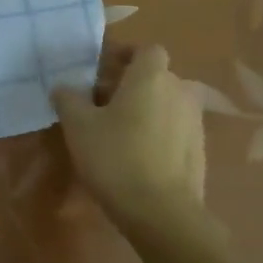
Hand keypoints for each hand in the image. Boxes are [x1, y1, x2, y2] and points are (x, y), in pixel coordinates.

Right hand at [51, 43, 210, 238]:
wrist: (161, 212)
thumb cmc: (116, 157)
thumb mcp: (78, 125)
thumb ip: (68, 98)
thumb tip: (63, 87)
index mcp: (151, 77)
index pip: (146, 50)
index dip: (124, 55)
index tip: (101, 70)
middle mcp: (179, 91)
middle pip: (154, 76)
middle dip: (129, 84)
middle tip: (100, 103)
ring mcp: (194, 121)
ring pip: (165, 102)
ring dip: (144, 108)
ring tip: (117, 130)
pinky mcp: (199, 149)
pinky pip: (174, 128)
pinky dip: (157, 132)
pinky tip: (136, 154)